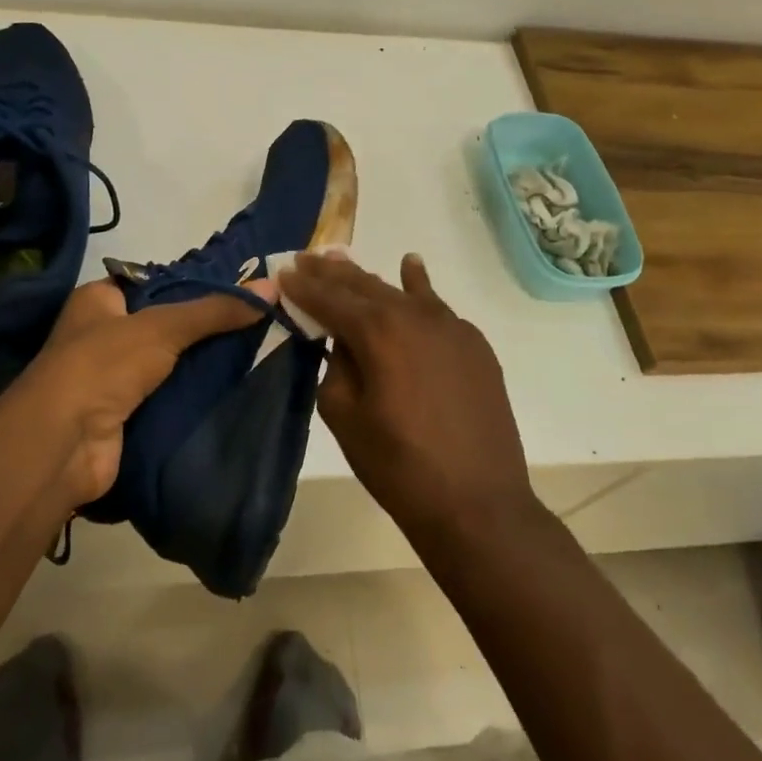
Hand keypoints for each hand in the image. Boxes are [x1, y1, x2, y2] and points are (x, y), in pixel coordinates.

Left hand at [0, 276, 277, 511]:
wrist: (64, 444)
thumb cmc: (103, 365)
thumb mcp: (162, 326)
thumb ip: (215, 310)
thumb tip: (272, 289)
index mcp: (99, 300)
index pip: (154, 283)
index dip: (193, 285)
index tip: (239, 290)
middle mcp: (102, 334)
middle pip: (165, 324)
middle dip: (205, 327)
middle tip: (257, 322)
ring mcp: (112, 378)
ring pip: (169, 363)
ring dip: (203, 364)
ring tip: (257, 351)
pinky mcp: (126, 415)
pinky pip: (168, 397)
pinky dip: (195, 395)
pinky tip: (235, 388)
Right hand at [279, 253, 537, 549]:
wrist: (477, 503)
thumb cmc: (399, 466)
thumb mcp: (345, 418)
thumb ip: (336, 368)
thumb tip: (343, 343)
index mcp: (378, 332)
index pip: (331, 299)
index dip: (304, 286)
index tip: (283, 271)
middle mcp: (416, 316)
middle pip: (366, 286)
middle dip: (333, 273)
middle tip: (308, 258)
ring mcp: (452, 327)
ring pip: (402, 292)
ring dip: (371, 278)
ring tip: (344, 259)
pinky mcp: (474, 345)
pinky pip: (437, 307)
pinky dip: (418, 287)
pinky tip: (411, 269)